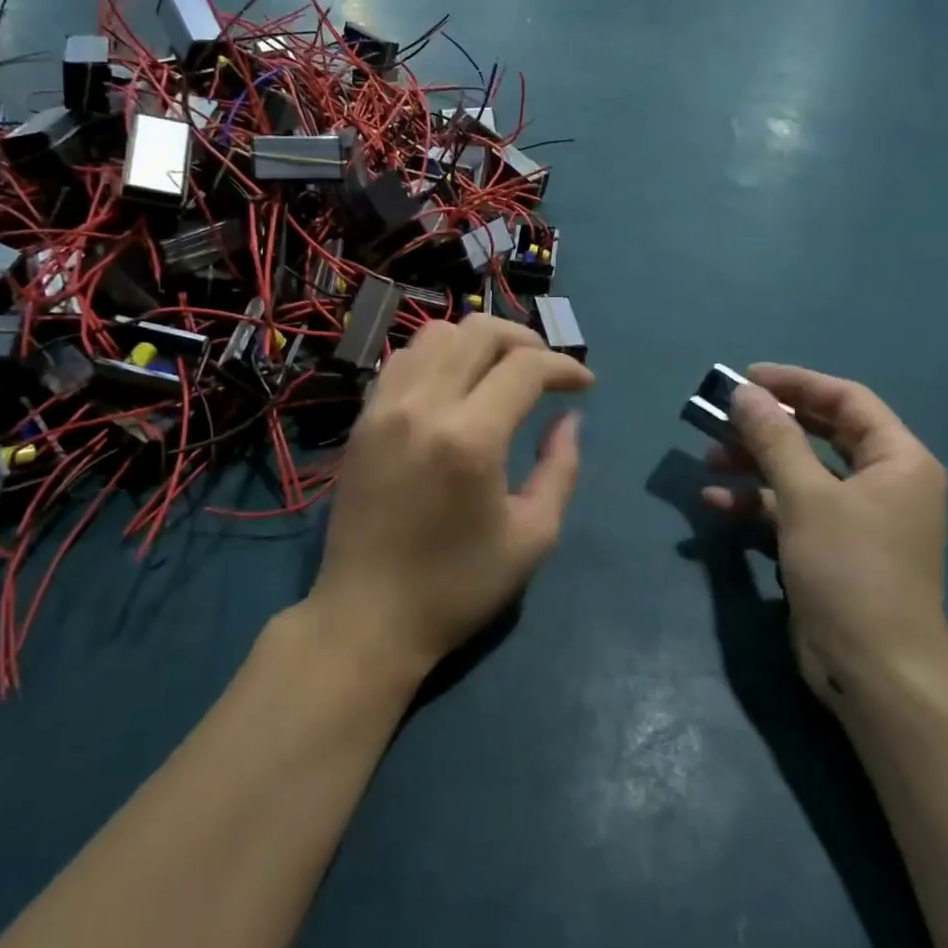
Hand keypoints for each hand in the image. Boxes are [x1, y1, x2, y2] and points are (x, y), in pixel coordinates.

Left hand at [308, 316, 594, 685]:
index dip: (564, 367)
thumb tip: (569, 420)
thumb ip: (560, 469)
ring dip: (479, 342)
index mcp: (470, 438)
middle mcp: (424, 406)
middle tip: (546, 370)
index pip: (525, 367)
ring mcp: (385, 406)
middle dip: (525, 340)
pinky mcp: (363, 417)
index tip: (584, 386)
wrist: (368, 615)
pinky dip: (438, 355)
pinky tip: (454, 385)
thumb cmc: (457, 586)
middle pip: (479, 332)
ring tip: (500, 371)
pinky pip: (404, 358)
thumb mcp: (532, 537)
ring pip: (437, 334)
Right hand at [702, 365, 947, 710]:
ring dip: (755, 462)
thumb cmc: (851, 571)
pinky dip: (756, 502)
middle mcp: (883, 482)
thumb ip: (774, 439)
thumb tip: (746, 392)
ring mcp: (856, 518)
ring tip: (709, 459)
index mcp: (898, 460)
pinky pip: (791, 508)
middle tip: (722, 414)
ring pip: (800, 471)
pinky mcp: (830, 548)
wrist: (874, 673)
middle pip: (819, 433)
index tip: (746, 378)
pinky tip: (716, 502)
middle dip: (768, 424)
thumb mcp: (808, 496)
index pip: (846, 399)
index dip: (796, 383)